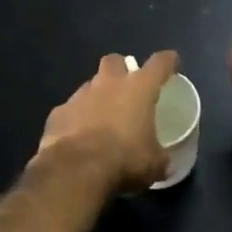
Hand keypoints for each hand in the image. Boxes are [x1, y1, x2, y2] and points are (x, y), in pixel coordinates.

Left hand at [34, 51, 177, 193]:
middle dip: (121, 70)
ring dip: (97, 97)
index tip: (172, 63)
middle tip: (127, 88)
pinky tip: (78, 136)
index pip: (159, 63)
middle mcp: (109, 83)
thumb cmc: (124, 160)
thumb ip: (160, 158)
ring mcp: (80, 95)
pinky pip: (70, 109)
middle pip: (115, 61)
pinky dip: (76, 119)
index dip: (168, 61)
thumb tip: (164, 163)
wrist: (75, 170)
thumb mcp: (153, 165)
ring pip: (90, 85)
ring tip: (102, 119)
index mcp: (139, 88)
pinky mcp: (58, 112)